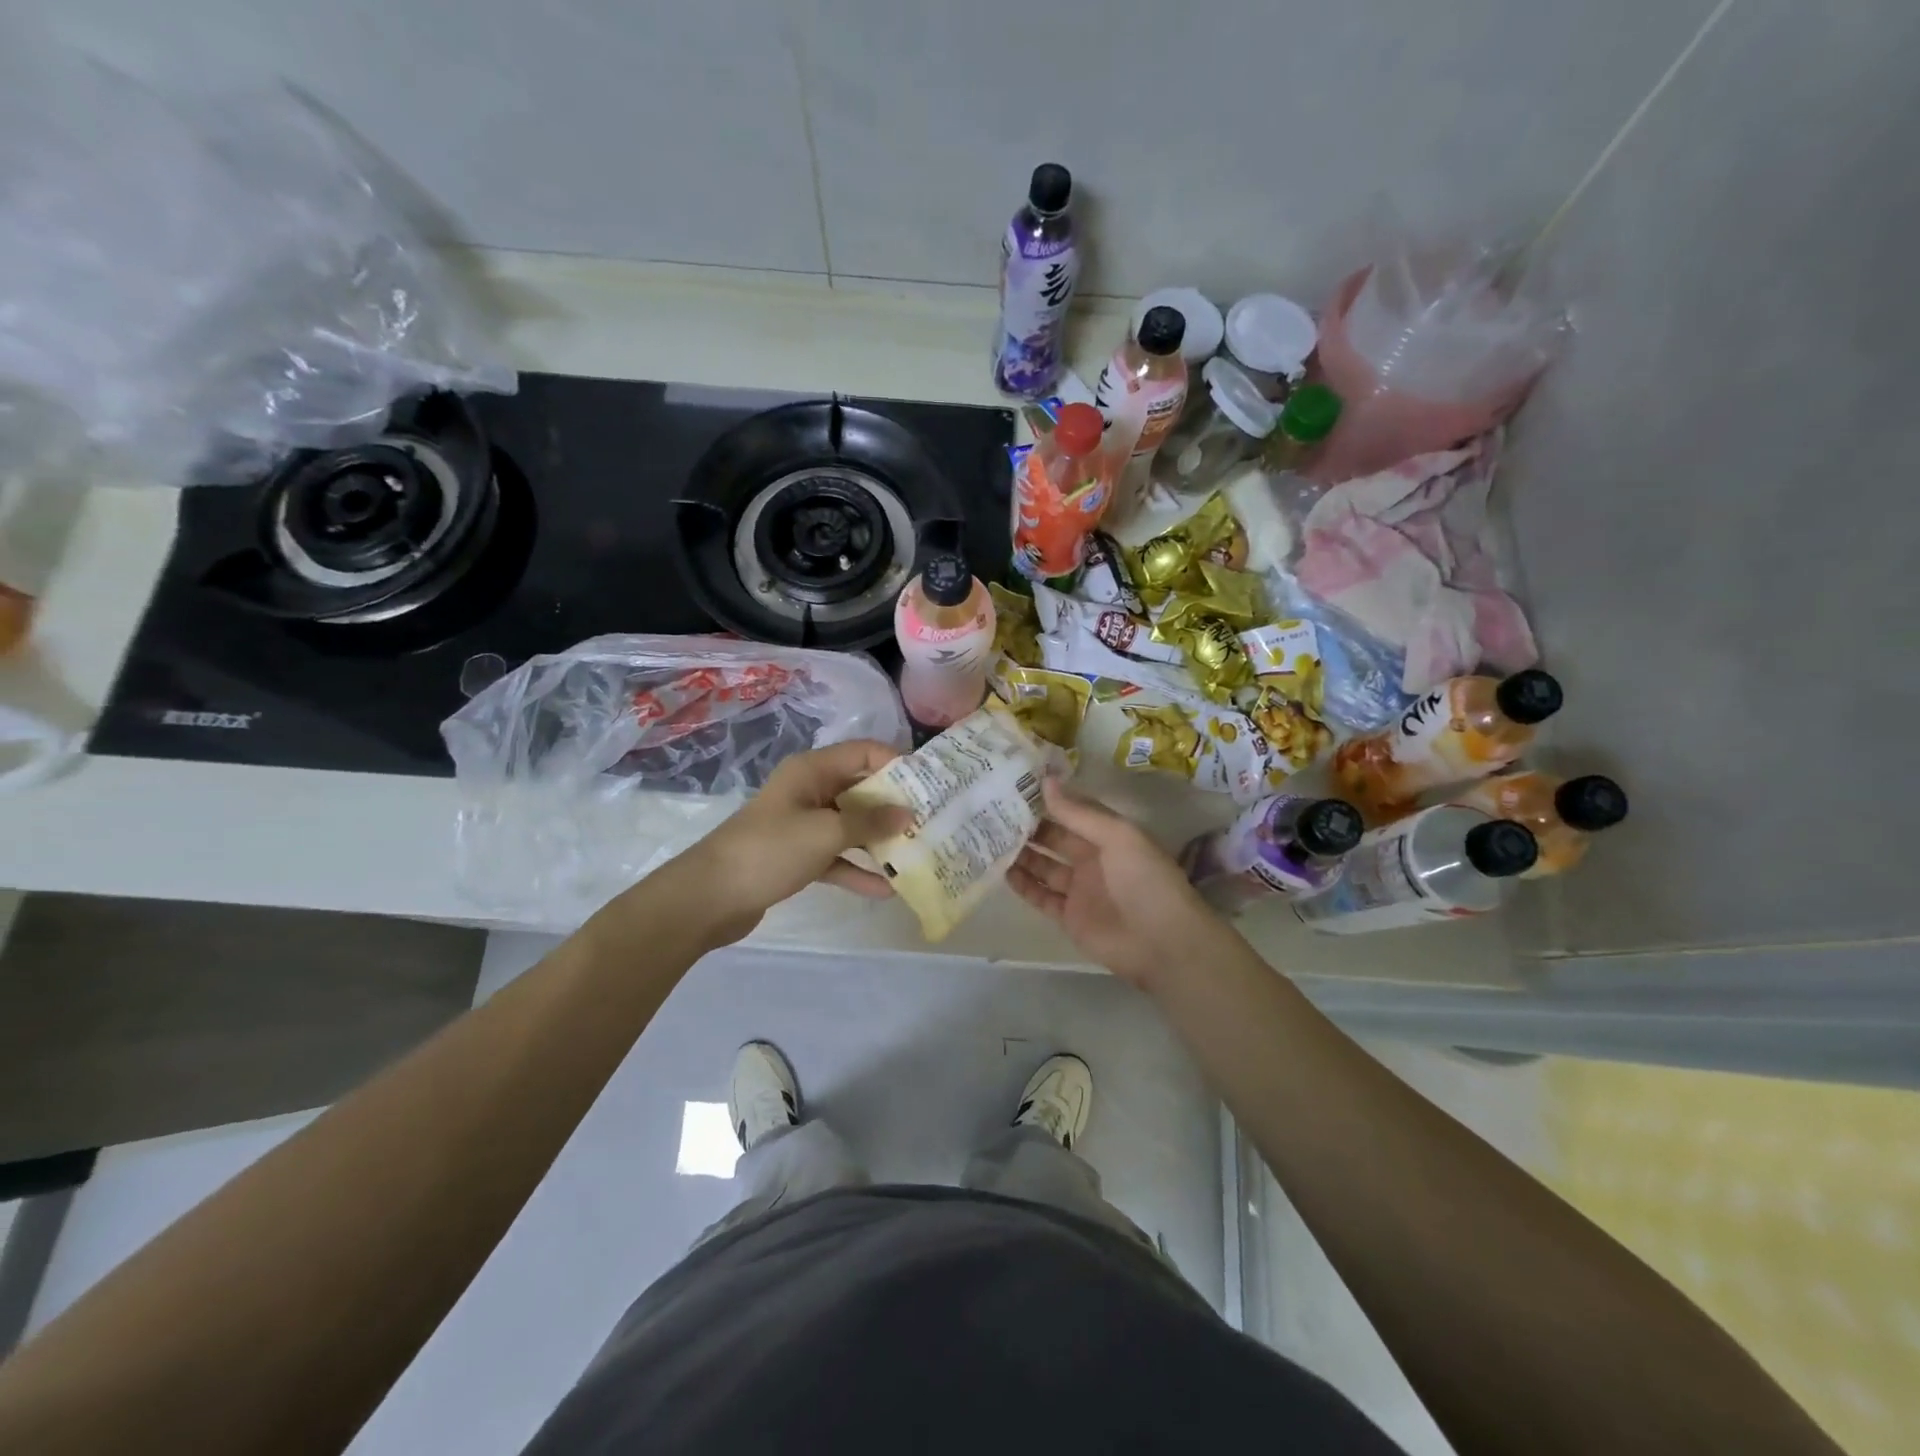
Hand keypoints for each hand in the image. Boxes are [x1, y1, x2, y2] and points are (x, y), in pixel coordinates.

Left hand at [664, 739, 912, 945]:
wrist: (710, 897)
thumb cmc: (770, 850)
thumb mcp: (825, 833)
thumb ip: (869, 823)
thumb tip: (908, 814)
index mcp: (812, 771)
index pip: (863, 753)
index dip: (897, 764)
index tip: (929, 785)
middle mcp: (810, 791)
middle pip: (861, 790)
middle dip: (894, 806)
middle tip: (931, 822)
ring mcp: (803, 825)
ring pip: (851, 826)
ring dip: (879, 841)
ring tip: (916, 854)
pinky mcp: (798, 856)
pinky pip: (836, 856)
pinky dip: (857, 869)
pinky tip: (886, 888)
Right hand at [1008, 779, 1226, 987]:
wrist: (1163, 943)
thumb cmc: (1145, 880)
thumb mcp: (1117, 836)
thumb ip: (1079, 812)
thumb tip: (1045, 781)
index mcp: (1109, 836)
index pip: (1074, 812)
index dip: (1048, 800)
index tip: (1015, 786)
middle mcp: (1093, 859)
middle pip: (1055, 839)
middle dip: (1029, 827)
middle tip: (993, 812)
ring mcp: (1080, 889)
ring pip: (1044, 867)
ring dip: (1022, 854)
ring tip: (990, 838)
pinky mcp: (1069, 917)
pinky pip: (1041, 897)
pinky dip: (1023, 885)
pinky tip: (1002, 871)